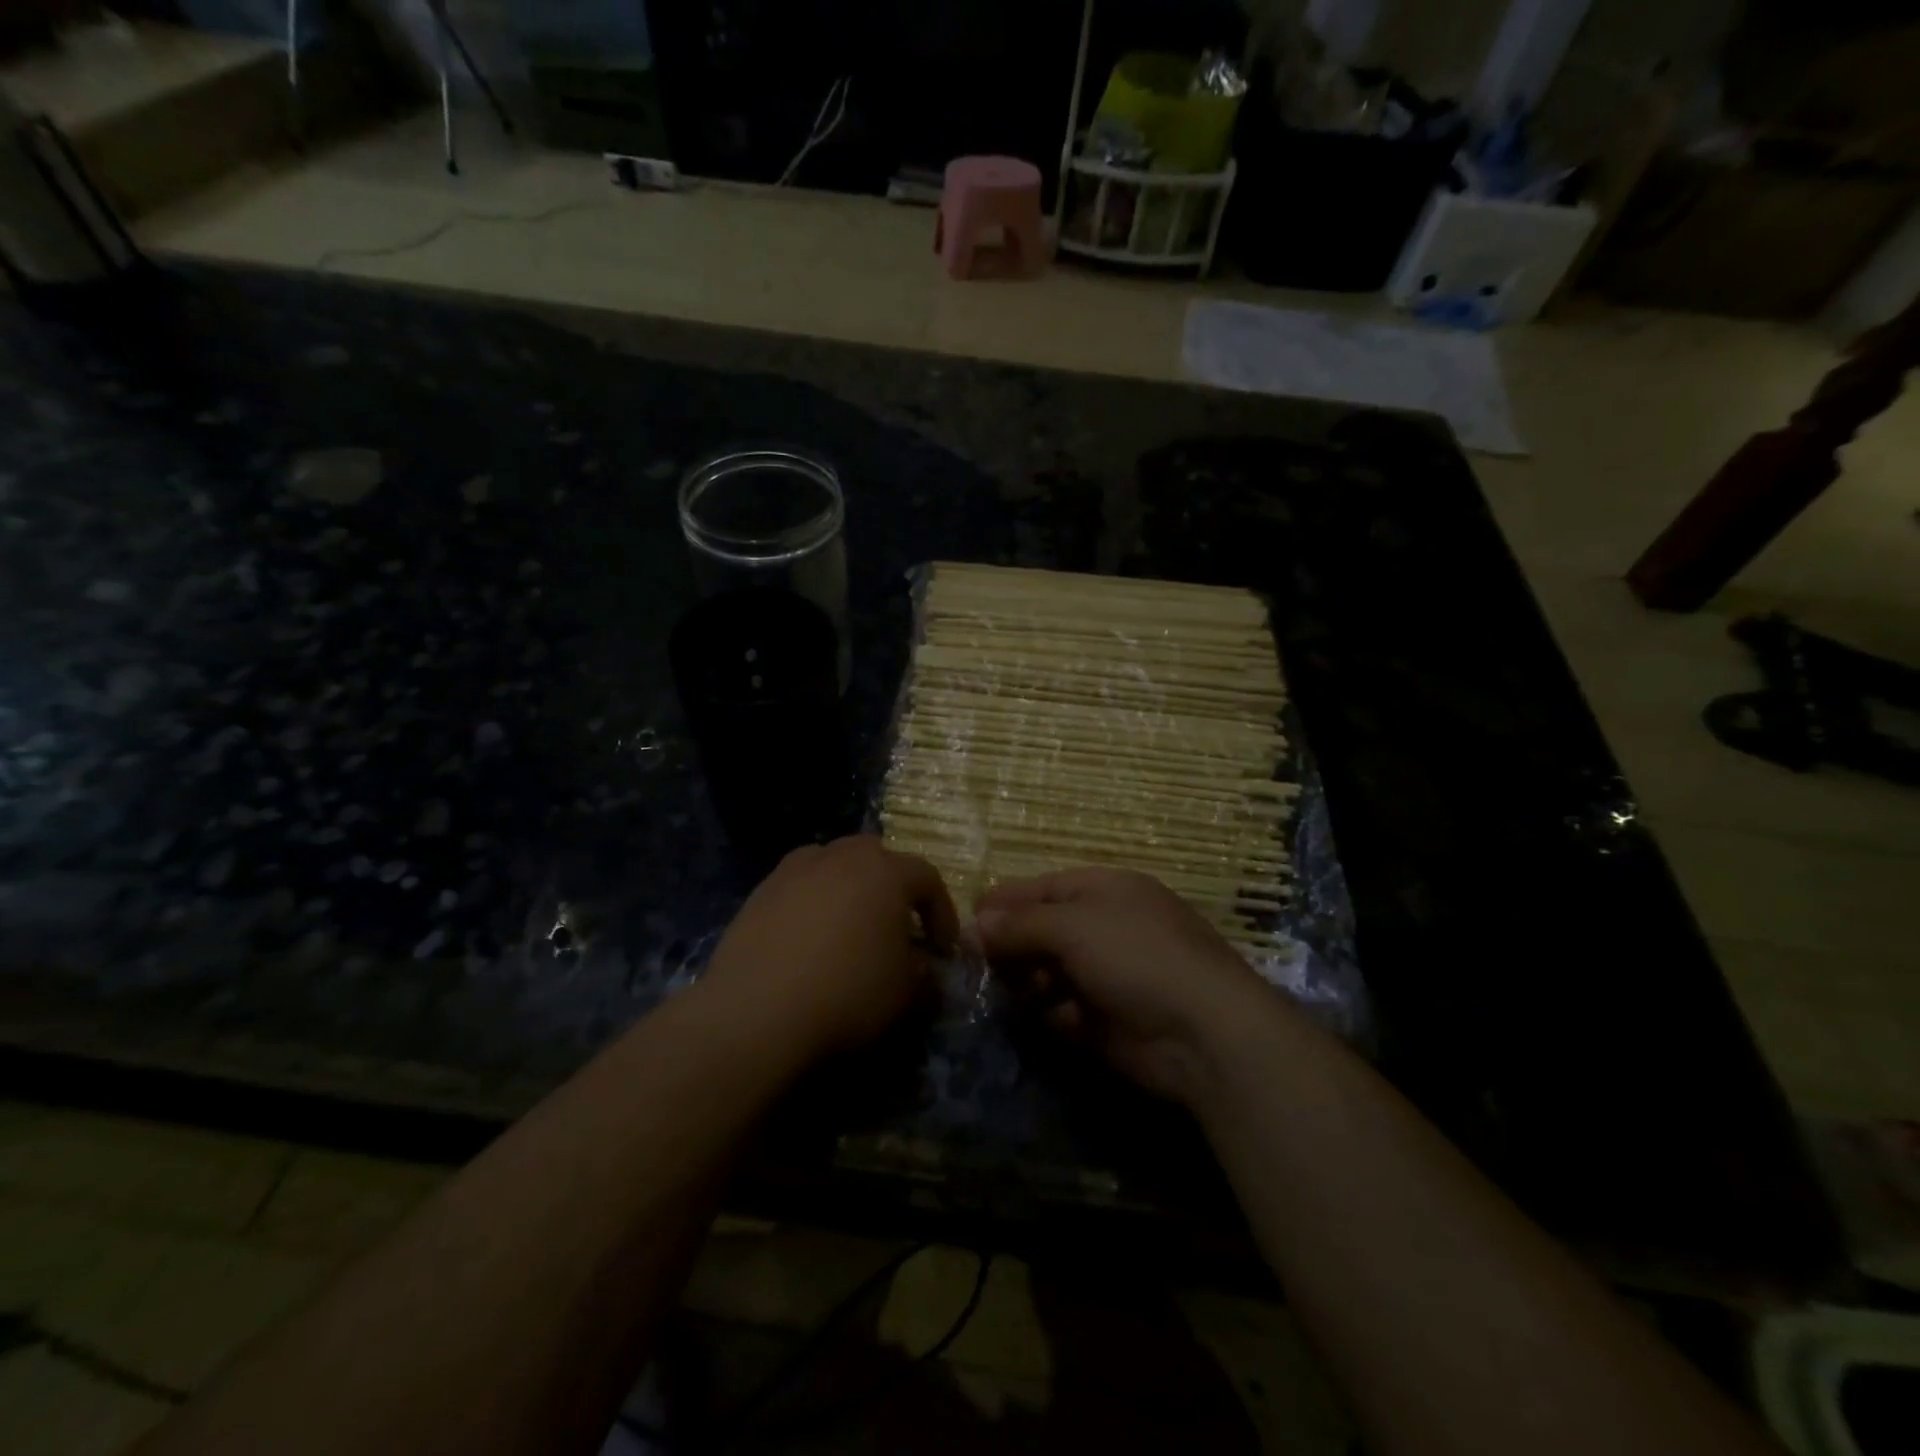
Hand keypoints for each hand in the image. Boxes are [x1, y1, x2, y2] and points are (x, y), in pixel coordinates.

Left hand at [702, 836, 958, 1063]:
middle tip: (895, 925)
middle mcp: (840, 856)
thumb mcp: (907, 993)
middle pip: (876, 856)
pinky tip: (808, 939)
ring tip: (849, 926)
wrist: (757, 1011)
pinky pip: (798, 886)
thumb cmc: (847, 993)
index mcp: (885, 871)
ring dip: (848, 887)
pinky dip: (812, 903)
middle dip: (892, 886)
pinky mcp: (760, 891)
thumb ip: (926, 974)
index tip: (942, 949)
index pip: (927, 878)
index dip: (941, 912)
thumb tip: (925, 968)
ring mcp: (795, 870)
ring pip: (833, 864)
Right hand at [975, 867, 1280, 1103]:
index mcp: (1104, 891)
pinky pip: (1064, 1012)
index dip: (1003, 902)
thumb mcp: (1072, 925)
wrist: (1204, 1032)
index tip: (963, 923)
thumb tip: (971, 926)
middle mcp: (1106, 928)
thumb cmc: (1136, 956)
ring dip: (1025, 982)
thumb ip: (1019, 924)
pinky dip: (1049, 1015)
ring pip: (1049, 973)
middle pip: (1043, 931)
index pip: (1042, 888)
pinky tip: (1039, 1021)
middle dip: (1009, 946)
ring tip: (1000, 994)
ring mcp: (1109, 976)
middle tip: (973, 965)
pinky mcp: (1109, 1021)